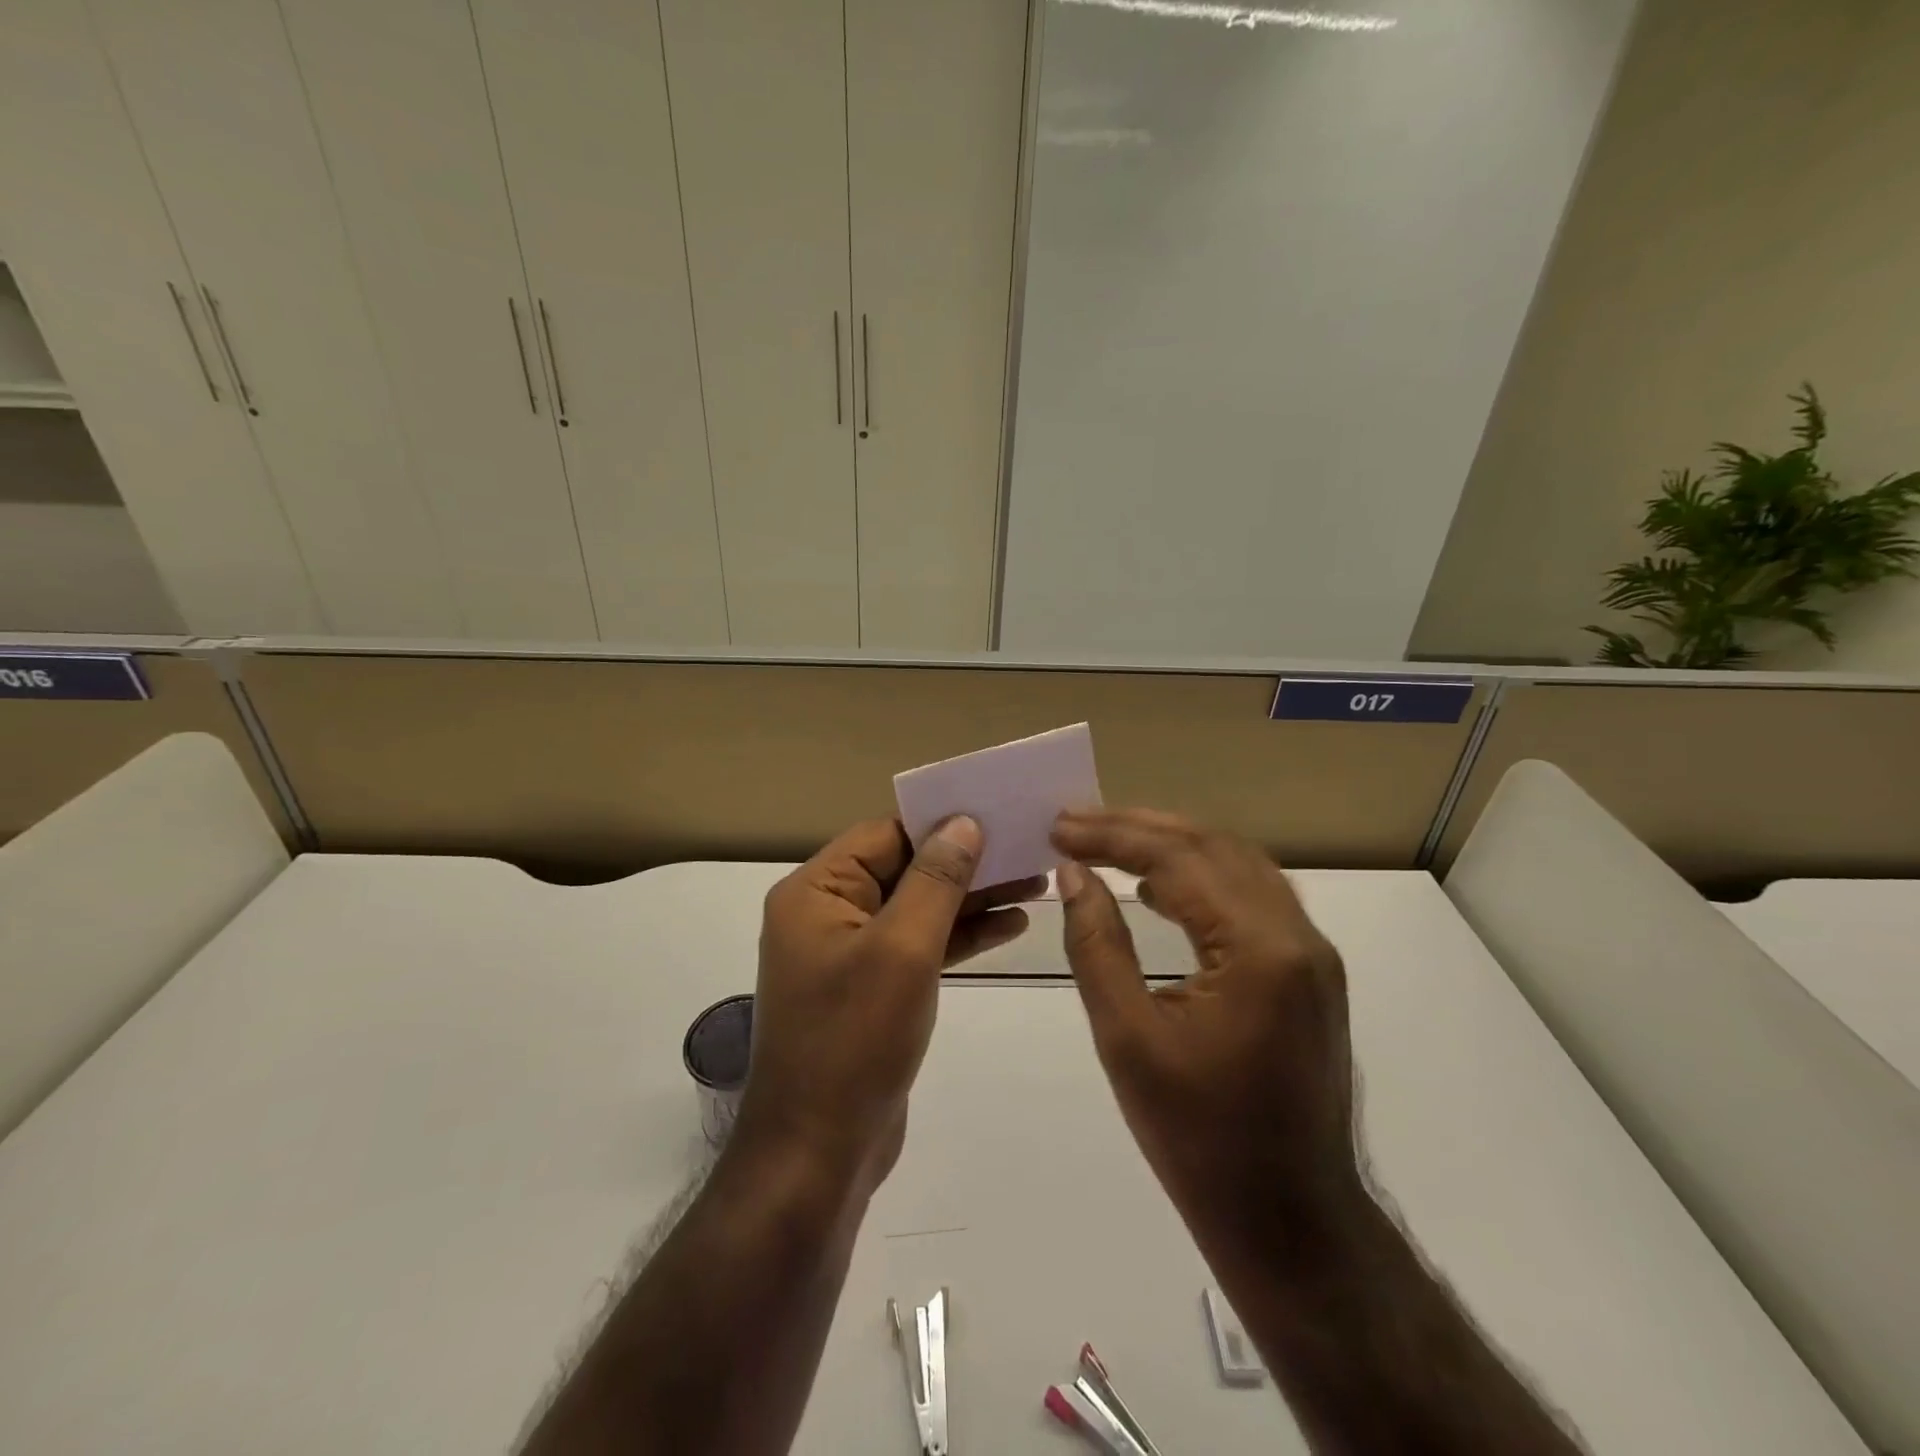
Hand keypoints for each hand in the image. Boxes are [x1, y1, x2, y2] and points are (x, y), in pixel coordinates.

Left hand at [737, 816, 1040, 1191]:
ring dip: (971, 898)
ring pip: (918, 908)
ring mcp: (850, 955)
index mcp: (817, 892)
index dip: (940, 822)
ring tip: (1035, 882)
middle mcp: (828, 914)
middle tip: (1029, 848)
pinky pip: (919, 947)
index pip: (885, 835)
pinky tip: (1011, 926)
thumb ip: (936, 880)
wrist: (818, 1155)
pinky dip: (960, 936)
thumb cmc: (855, 1040)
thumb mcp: (902, 949)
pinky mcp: (873, 990)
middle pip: (904, 869)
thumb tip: (963, 821)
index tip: (997, 811)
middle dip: (965, 861)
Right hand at [1051, 809, 1361, 1245]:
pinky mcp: (1308, 973)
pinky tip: (1158, 888)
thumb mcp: (1128, 1040)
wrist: (1291, 1223)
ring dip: (1172, 845)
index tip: (1058, 827)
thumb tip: (1073, 875)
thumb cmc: (1200, 1140)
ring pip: (1237, 865)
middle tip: (1075, 822)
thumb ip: (1097, 945)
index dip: (1113, 836)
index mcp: (1261, 951)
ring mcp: (1311, 954)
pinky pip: (1251, 897)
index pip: (1180, 860)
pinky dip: (1200, 877)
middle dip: (1139, 827)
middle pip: (1214, 848)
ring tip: (1108, 840)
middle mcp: (1298, 936)